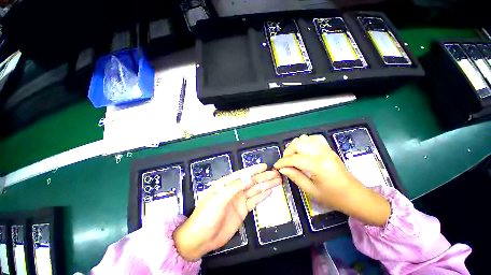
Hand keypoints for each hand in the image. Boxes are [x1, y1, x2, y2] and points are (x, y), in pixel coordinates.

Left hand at [173, 164, 280, 260]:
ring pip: (255, 190)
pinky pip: (254, 201)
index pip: (243, 174)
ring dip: (266, 185)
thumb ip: (234, 187)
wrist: (201, 238)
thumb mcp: (219, 198)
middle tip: (276, 174)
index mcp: (227, 184)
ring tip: (277, 181)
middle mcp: (234, 189)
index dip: (254, 170)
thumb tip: (249, 177)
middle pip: (251, 181)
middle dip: (264, 177)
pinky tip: (269, 191)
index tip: (265, 166)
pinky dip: (262, 196)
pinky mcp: (242, 210)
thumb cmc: (207, 215)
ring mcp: (239, 200)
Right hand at [274, 134, 389, 226]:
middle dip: (287, 152)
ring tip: (294, 157)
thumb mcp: (311, 191)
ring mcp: (326, 149)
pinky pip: (314, 138)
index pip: (294, 158)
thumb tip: (282, 169)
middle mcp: (322, 153)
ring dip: (296, 146)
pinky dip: (305, 142)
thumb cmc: (333, 197)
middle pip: (297, 143)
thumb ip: (295, 177)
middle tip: (286, 163)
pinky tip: (304, 151)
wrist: (355, 196)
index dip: (282, 162)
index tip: (276, 167)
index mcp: (318, 165)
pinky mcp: (329, 149)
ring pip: (304, 138)